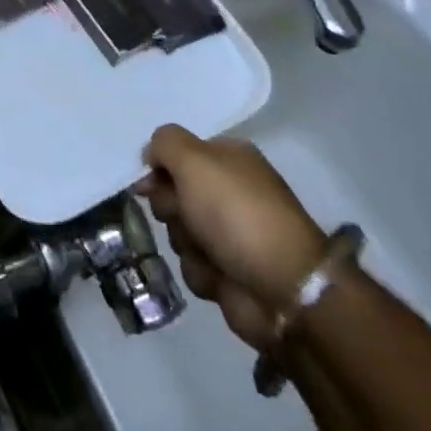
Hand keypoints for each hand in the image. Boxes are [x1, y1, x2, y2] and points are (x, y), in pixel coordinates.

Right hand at [136, 125, 326, 350]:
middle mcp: (229, 192)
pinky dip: (201, 271)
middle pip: (172, 194)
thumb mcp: (194, 160)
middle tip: (184, 216)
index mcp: (229, 158)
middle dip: (171, 208)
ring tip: (209, 253)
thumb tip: (151, 155)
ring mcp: (230, 233)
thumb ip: (164, 143)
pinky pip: (193, 265)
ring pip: (178, 231)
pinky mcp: (229, 270)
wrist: (282, 287)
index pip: (177, 154)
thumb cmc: (236, 213)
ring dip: (186, 242)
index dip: (159, 169)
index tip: (148, 184)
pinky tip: (220, 275)